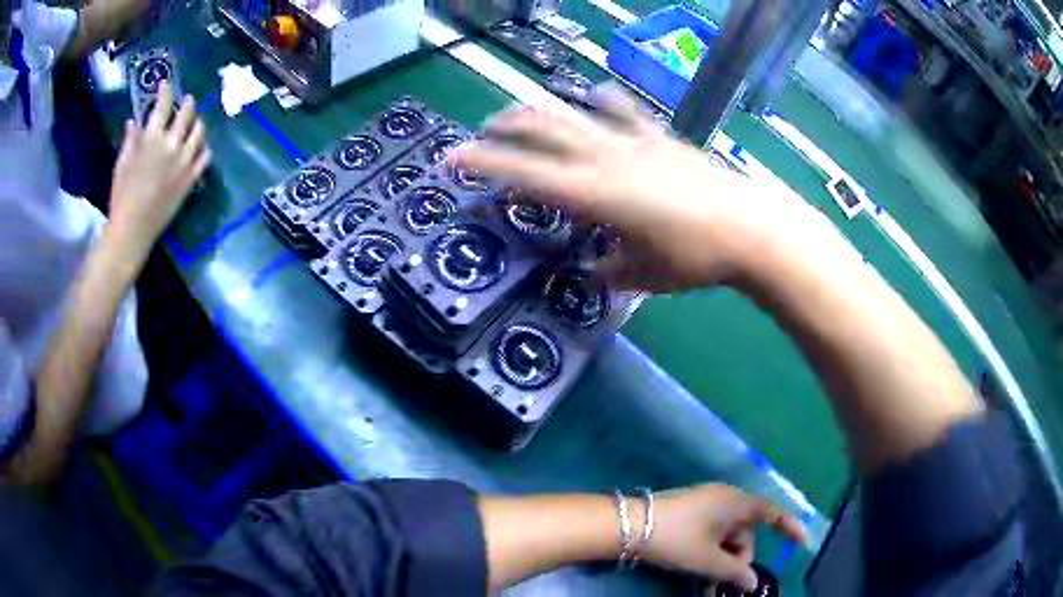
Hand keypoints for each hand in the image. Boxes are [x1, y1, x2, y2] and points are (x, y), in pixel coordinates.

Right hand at [108, 82, 210, 257]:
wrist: (134, 227)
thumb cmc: (122, 195)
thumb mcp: (122, 163)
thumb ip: (131, 140)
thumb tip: (133, 121)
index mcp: (153, 137)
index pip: (163, 105)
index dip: (165, 91)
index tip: (165, 84)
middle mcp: (172, 144)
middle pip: (186, 115)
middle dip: (187, 103)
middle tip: (187, 99)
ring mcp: (184, 161)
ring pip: (199, 132)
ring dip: (198, 122)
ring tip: (196, 120)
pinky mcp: (191, 179)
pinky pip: (204, 158)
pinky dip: (204, 149)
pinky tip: (202, 147)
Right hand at [451, 97, 826, 292]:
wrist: (749, 228)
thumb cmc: (693, 259)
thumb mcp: (640, 277)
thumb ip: (606, 271)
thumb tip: (589, 271)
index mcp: (592, 194)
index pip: (522, 173)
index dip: (482, 163)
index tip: (452, 158)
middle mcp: (604, 157)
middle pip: (541, 127)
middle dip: (503, 125)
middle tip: (482, 132)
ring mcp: (634, 141)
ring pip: (575, 111)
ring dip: (543, 110)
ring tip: (526, 114)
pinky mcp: (660, 137)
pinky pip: (623, 111)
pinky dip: (602, 103)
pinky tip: (595, 98)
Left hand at [642, 484, 808, 592]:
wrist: (629, 525)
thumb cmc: (677, 539)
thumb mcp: (708, 560)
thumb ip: (735, 572)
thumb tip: (751, 583)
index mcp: (736, 503)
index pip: (772, 513)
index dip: (790, 527)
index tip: (803, 543)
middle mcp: (725, 500)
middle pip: (745, 534)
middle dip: (739, 562)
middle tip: (724, 587)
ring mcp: (705, 506)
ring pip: (726, 539)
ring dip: (722, 564)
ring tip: (708, 588)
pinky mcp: (689, 515)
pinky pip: (710, 537)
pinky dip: (710, 556)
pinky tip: (700, 576)